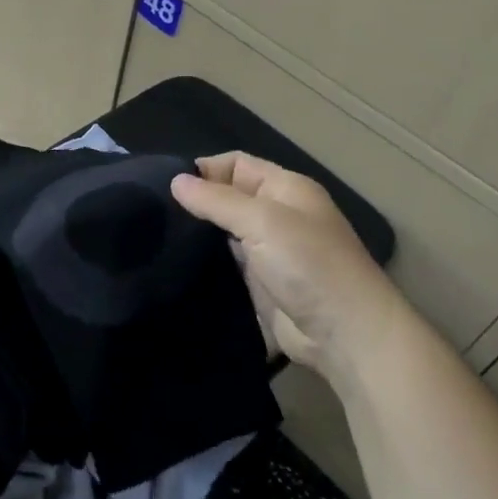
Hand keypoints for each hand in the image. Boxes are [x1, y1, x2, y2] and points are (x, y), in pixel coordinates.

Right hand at [171, 152, 404, 375]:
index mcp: (285, 188)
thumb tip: (175, 181)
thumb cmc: (309, 264)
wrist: (345, 334)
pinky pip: (225, 263)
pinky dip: (204, 261)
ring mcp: (267, 251)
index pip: (236, 164)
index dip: (204, 169)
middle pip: (227, 197)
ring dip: (197, 233)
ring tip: (155, 235)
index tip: (164, 185)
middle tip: (153, 212)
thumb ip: (216, 200)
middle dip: (195, 201)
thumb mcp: (262, 221)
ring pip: (223, 231)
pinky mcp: (258, 283)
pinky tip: (175, 262)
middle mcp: (276, 215)